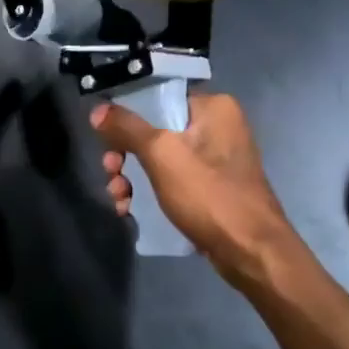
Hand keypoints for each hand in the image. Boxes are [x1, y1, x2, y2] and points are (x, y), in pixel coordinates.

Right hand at [91, 91, 296, 278]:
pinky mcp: (212, 189)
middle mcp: (218, 127)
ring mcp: (216, 161)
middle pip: (155, 130)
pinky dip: (150, 192)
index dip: (127, 114)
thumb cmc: (208, 194)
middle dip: (125, 153)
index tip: (105, 135)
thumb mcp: (161, 155)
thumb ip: (127, 128)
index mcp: (214, 108)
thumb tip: (98, 111)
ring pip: (160, 159)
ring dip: (132, 177)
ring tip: (118, 197)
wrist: (251, 251)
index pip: (160, 97)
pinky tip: (130, 209)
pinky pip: (172, 181)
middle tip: (110, 171)